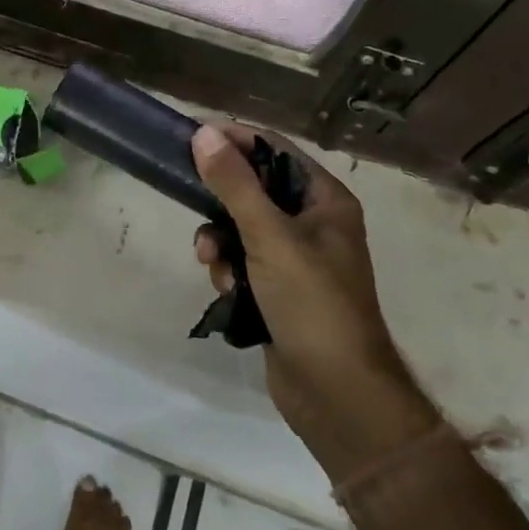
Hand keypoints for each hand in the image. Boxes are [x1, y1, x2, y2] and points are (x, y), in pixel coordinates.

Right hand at [192, 123, 440, 479]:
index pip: (274, 149)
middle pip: (254, 188)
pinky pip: (242, 260)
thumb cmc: (312, 303)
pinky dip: (228, 269)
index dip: (235, 139)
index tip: (193, 136)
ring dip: (220, 240)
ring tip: (211, 260)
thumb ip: (234, 184)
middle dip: (222, 200)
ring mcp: (296, 258)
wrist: (337, 396)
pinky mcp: (278, 289)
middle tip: (191, 199)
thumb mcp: (270, 236)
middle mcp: (313, 222)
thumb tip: (205, 133)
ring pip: (242, 226)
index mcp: (325, 199)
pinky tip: (225, 288)